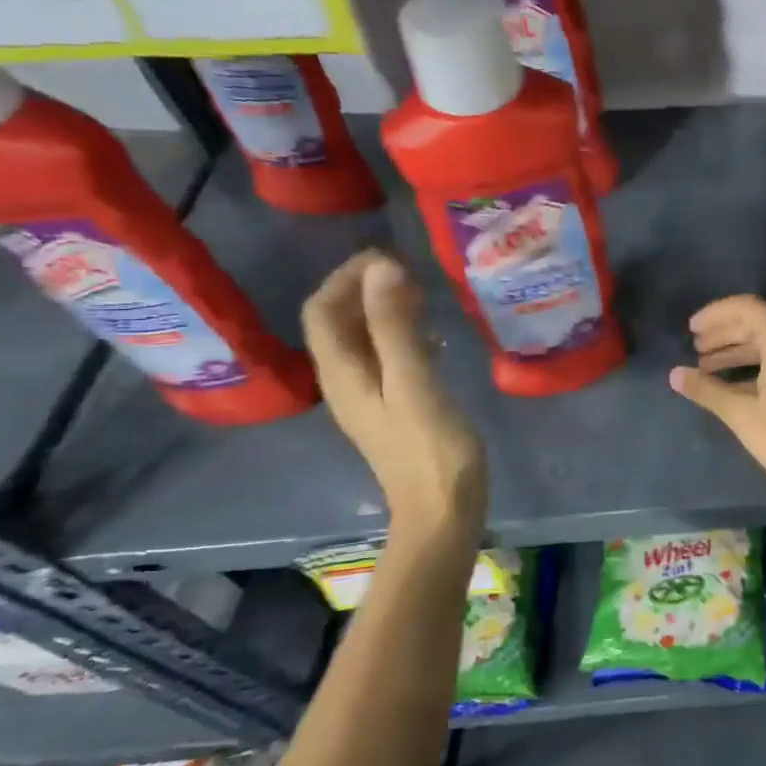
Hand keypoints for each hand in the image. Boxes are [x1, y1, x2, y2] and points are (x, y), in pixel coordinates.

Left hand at [302, 250, 485, 546]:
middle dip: (365, 288)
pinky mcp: (394, 406)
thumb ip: (395, 326)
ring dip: (384, 309)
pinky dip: (403, 334)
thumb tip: (382, 267)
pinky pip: (388, 357)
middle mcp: (346, 381)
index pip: (323, 310)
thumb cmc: (430, 447)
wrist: (442, 509)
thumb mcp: (414, 382)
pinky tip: (435, 336)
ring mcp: (370, 396)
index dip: (346, 277)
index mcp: (342, 374)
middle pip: (339, 322)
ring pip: (364, 339)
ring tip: (422, 293)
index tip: (389, 256)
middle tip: (409, 270)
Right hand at [669, 295, 765, 487]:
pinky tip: (729, 382)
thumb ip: (706, 390)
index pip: (746, 308)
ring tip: (704, 366)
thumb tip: (675, 374)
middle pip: (756, 323)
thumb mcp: (741, 414)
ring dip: (736, 349)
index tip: (692, 329)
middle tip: (695, 348)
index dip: (716, 314)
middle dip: (723, 333)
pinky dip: (753, 364)